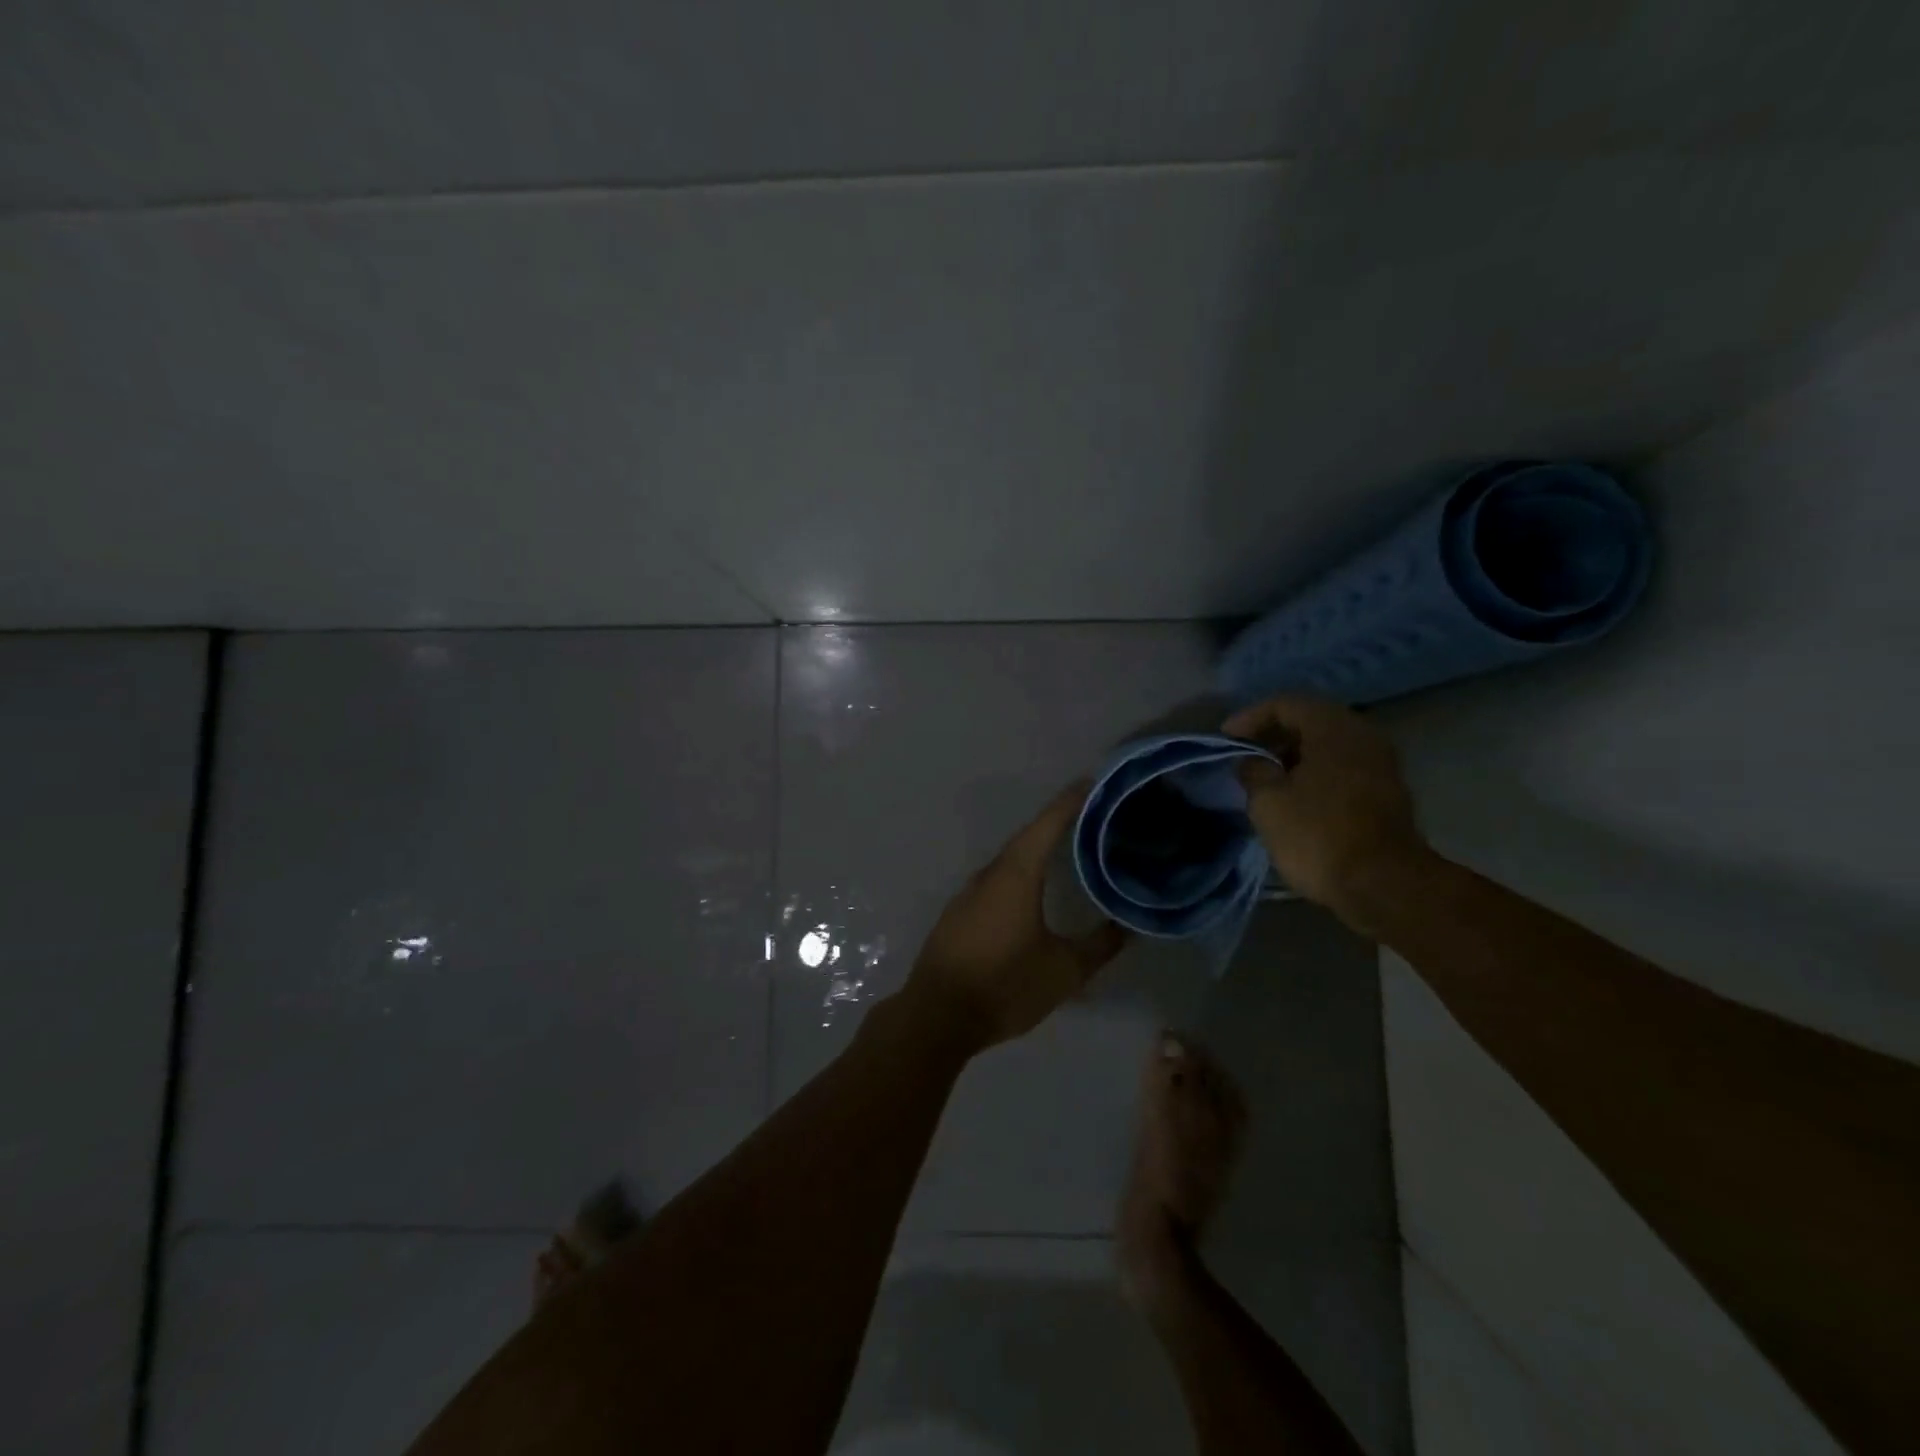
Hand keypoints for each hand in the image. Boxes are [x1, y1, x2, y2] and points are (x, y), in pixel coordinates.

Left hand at [903, 782, 1128, 1050]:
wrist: (937, 1016)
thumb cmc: (1004, 985)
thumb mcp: (1064, 971)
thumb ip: (1100, 946)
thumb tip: (1128, 926)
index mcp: (1016, 874)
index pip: (1048, 823)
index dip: (1072, 801)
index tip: (1094, 781)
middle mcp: (991, 873)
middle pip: (1029, 836)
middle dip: (1059, 822)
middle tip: (1093, 815)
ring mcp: (970, 892)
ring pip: (1011, 859)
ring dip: (1039, 849)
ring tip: (1070, 847)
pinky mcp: (960, 912)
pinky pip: (998, 879)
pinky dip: (1021, 872)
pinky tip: (1035, 887)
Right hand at [1222, 696, 1428, 924]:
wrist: (1384, 885)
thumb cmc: (1318, 835)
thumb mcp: (1268, 801)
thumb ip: (1254, 771)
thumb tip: (1252, 761)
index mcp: (1333, 728)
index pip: (1284, 704)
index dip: (1249, 718)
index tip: (1225, 739)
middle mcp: (1363, 735)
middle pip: (1309, 720)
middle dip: (1273, 735)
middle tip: (1243, 754)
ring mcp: (1380, 763)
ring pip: (1327, 745)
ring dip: (1293, 755)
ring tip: (1264, 777)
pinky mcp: (1386, 792)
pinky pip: (1342, 766)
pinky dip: (1314, 771)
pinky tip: (1294, 794)